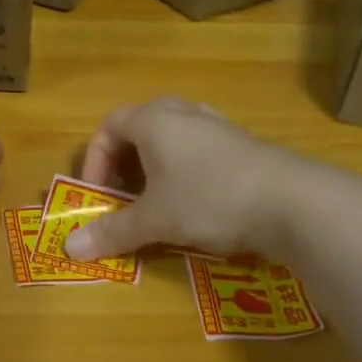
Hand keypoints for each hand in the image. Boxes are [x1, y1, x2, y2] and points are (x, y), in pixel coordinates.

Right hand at [66, 97, 310, 261]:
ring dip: (156, 167)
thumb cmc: (209, 199)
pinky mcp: (243, 144)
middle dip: (124, 164)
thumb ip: (113, 232)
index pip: (108, 127)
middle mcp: (183, 112)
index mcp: (154, 119)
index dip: (95, 162)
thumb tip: (69, 249)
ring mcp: (217, 125)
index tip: (99, 197)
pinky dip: (186, 172)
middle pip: (139, 128)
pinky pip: (200, 150)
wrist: (292, 201)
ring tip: (158, 200)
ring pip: (172, 138)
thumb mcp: (155, 220)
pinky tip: (198, 202)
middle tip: (124, 196)